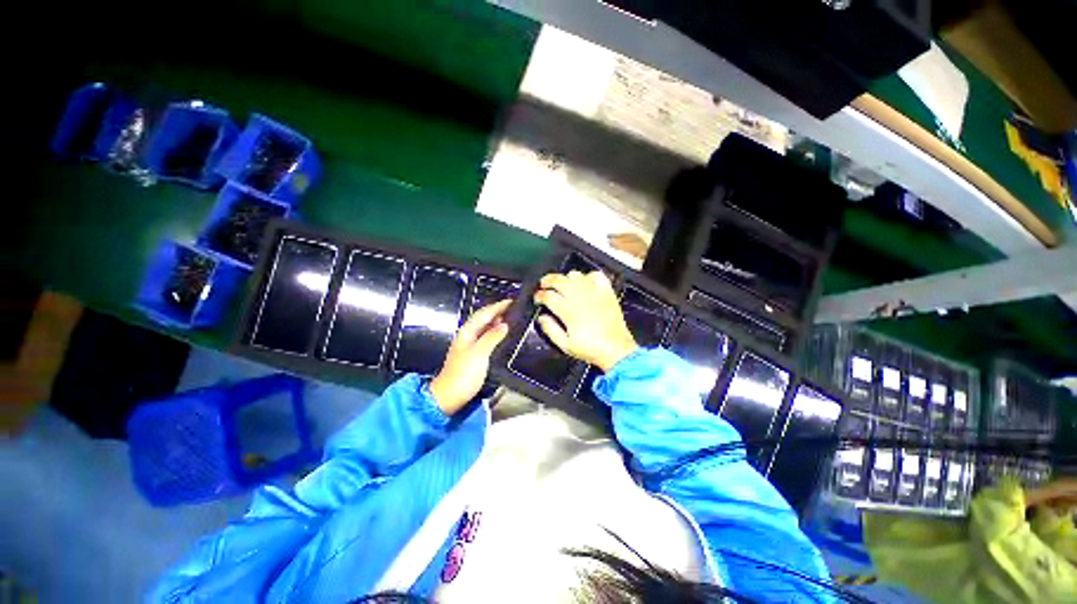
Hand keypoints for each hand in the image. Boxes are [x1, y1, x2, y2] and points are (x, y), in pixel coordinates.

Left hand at [430, 300, 510, 414]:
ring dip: (498, 321)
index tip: (512, 301)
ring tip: (512, 318)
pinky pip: (487, 336)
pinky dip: (496, 332)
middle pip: (485, 318)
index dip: (498, 306)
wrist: (450, 395)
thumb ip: (492, 337)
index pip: (485, 313)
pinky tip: (503, 334)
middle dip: (499, 311)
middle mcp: (468, 334)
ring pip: (486, 327)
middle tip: (514, 308)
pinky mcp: (475, 353)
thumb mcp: (479, 354)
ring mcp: (471, 344)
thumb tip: (504, 324)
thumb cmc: (462, 374)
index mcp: (468, 331)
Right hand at [533, 271, 637, 371]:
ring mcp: (594, 292)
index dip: (539, 295)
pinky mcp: (606, 292)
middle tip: (544, 286)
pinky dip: (588, 276)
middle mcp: (580, 297)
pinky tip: (585, 283)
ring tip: (563, 285)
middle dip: (547, 281)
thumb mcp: (565, 345)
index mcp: (568, 311)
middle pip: (559, 280)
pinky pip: (596, 275)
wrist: (616, 349)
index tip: (537, 298)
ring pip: (575, 274)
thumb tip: (542, 317)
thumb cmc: (590, 349)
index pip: (548, 295)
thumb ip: (550, 330)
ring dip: (566, 278)